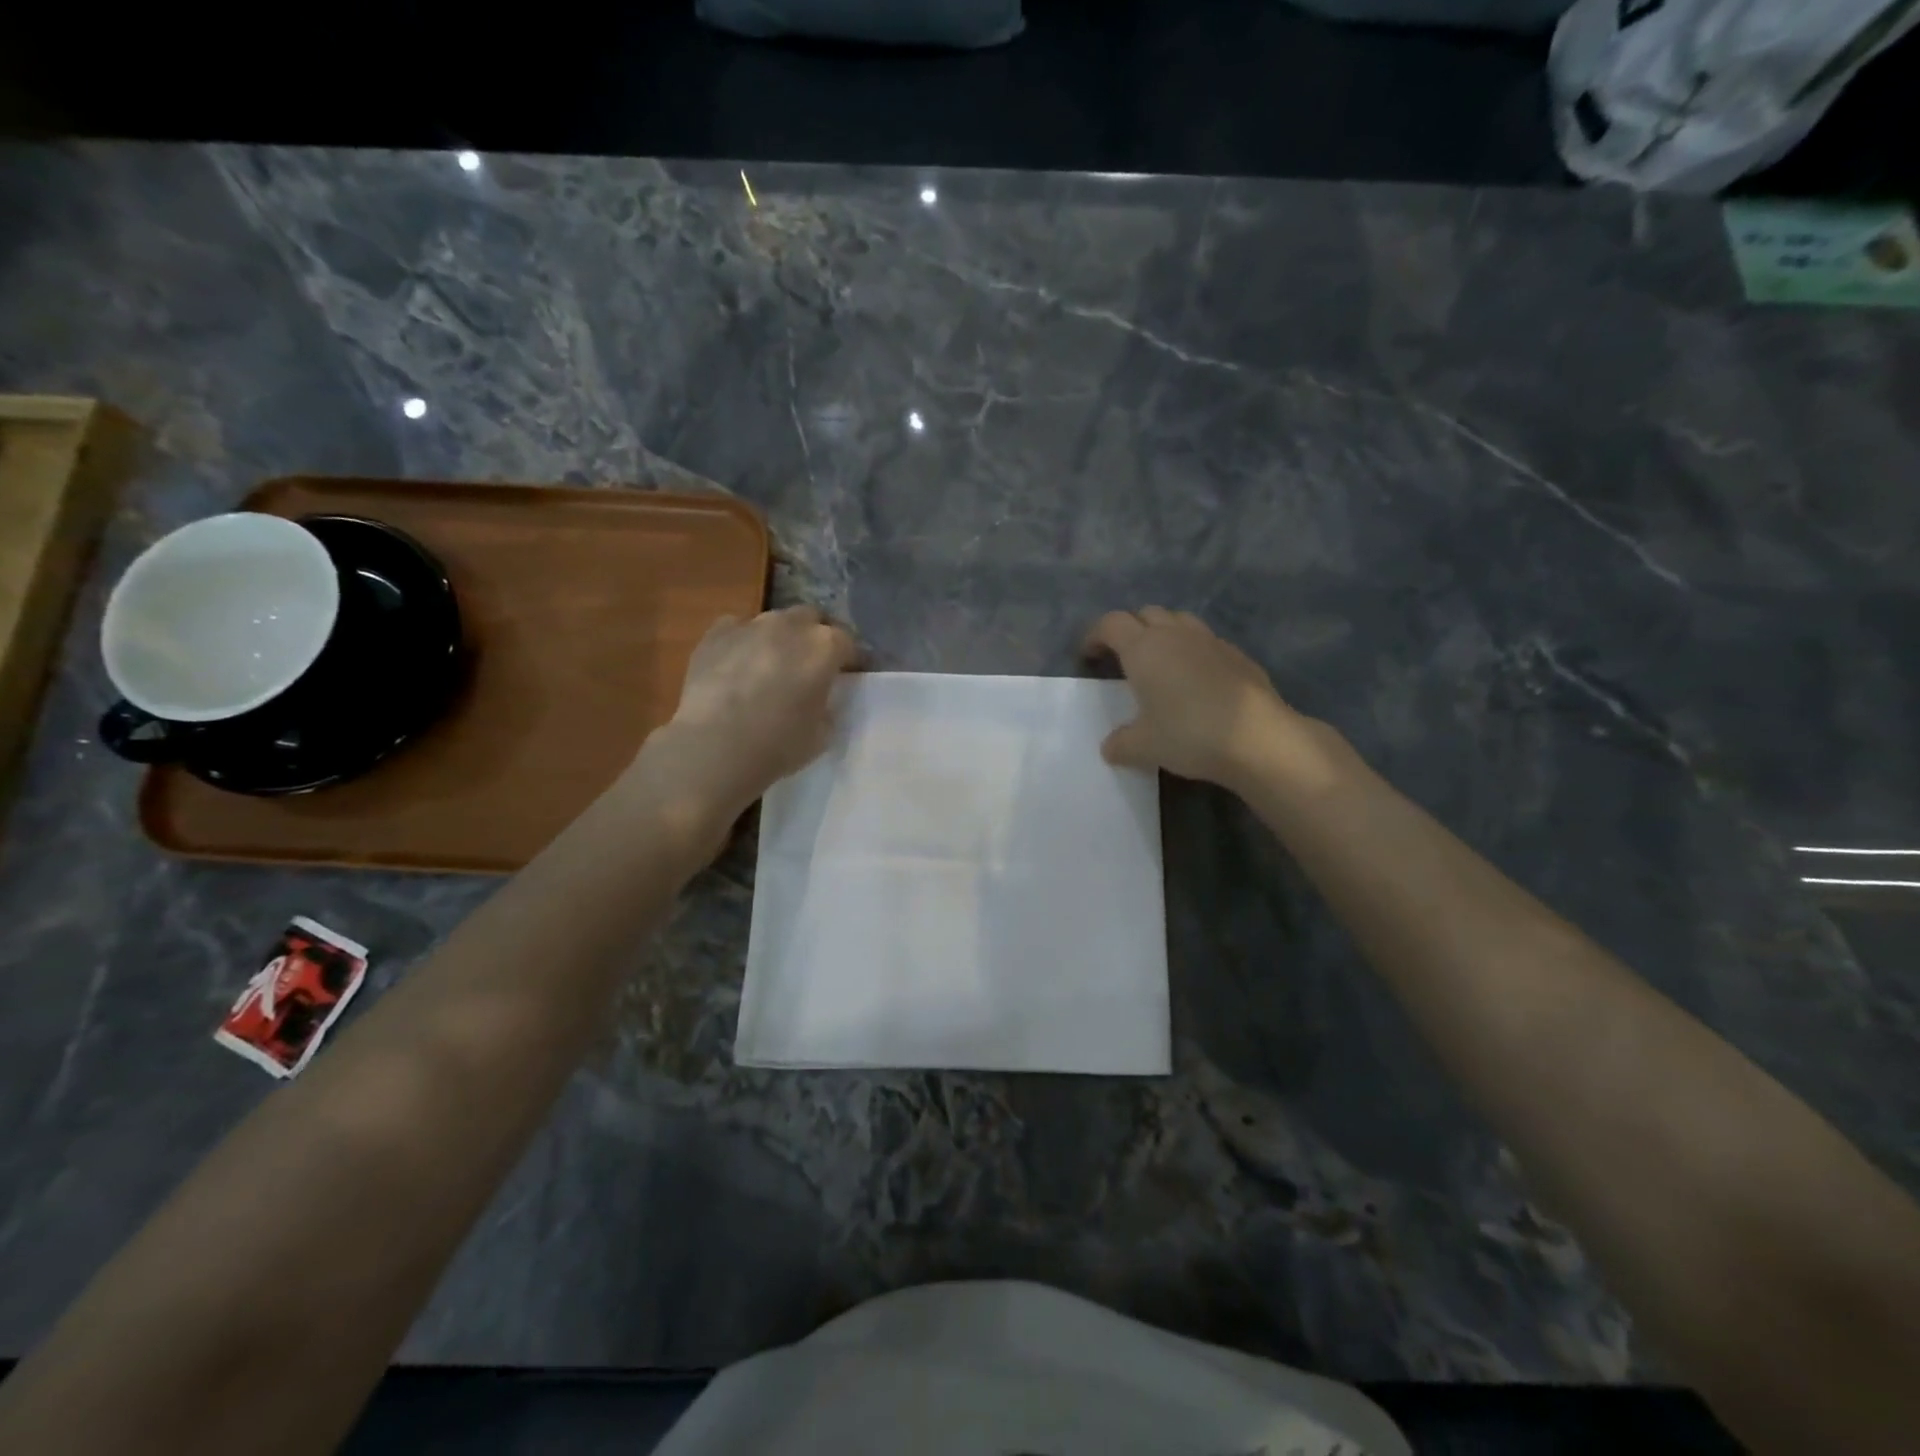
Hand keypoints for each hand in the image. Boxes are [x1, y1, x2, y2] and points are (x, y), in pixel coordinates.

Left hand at [642, 606, 857, 820]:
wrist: (715, 746)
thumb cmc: (778, 744)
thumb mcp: (822, 734)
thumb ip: (827, 707)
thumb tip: (819, 699)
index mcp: (824, 646)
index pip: (847, 642)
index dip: (849, 659)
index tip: (847, 675)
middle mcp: (791, 625)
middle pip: (811, 619)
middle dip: (814, 636)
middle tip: (810, 665)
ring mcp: (751, 625)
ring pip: (774, 621)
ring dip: (779, 637)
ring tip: (771, 665)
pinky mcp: (715, 634)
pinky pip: (737, 628)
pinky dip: (743, 640)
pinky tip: (737, 664)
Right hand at [1084, 607, 1335, 791]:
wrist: (1258, 738)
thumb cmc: (1189, 734)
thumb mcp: (1144, 747)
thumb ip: (1121, 743)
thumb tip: (1110, 747)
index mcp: (1144, 648)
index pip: (1111, 624)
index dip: (1095, 635)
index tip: (1089, 655)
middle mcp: (1175, 635)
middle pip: (1146, 614)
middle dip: (1131, 629)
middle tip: (1124, 658)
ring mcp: (1211, 641)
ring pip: (1179, 621)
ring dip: (1164, 633)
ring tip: (1161, 662)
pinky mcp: (1238, 655)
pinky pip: (1207, 642)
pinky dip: (1194, 652)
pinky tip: (1197, 680)